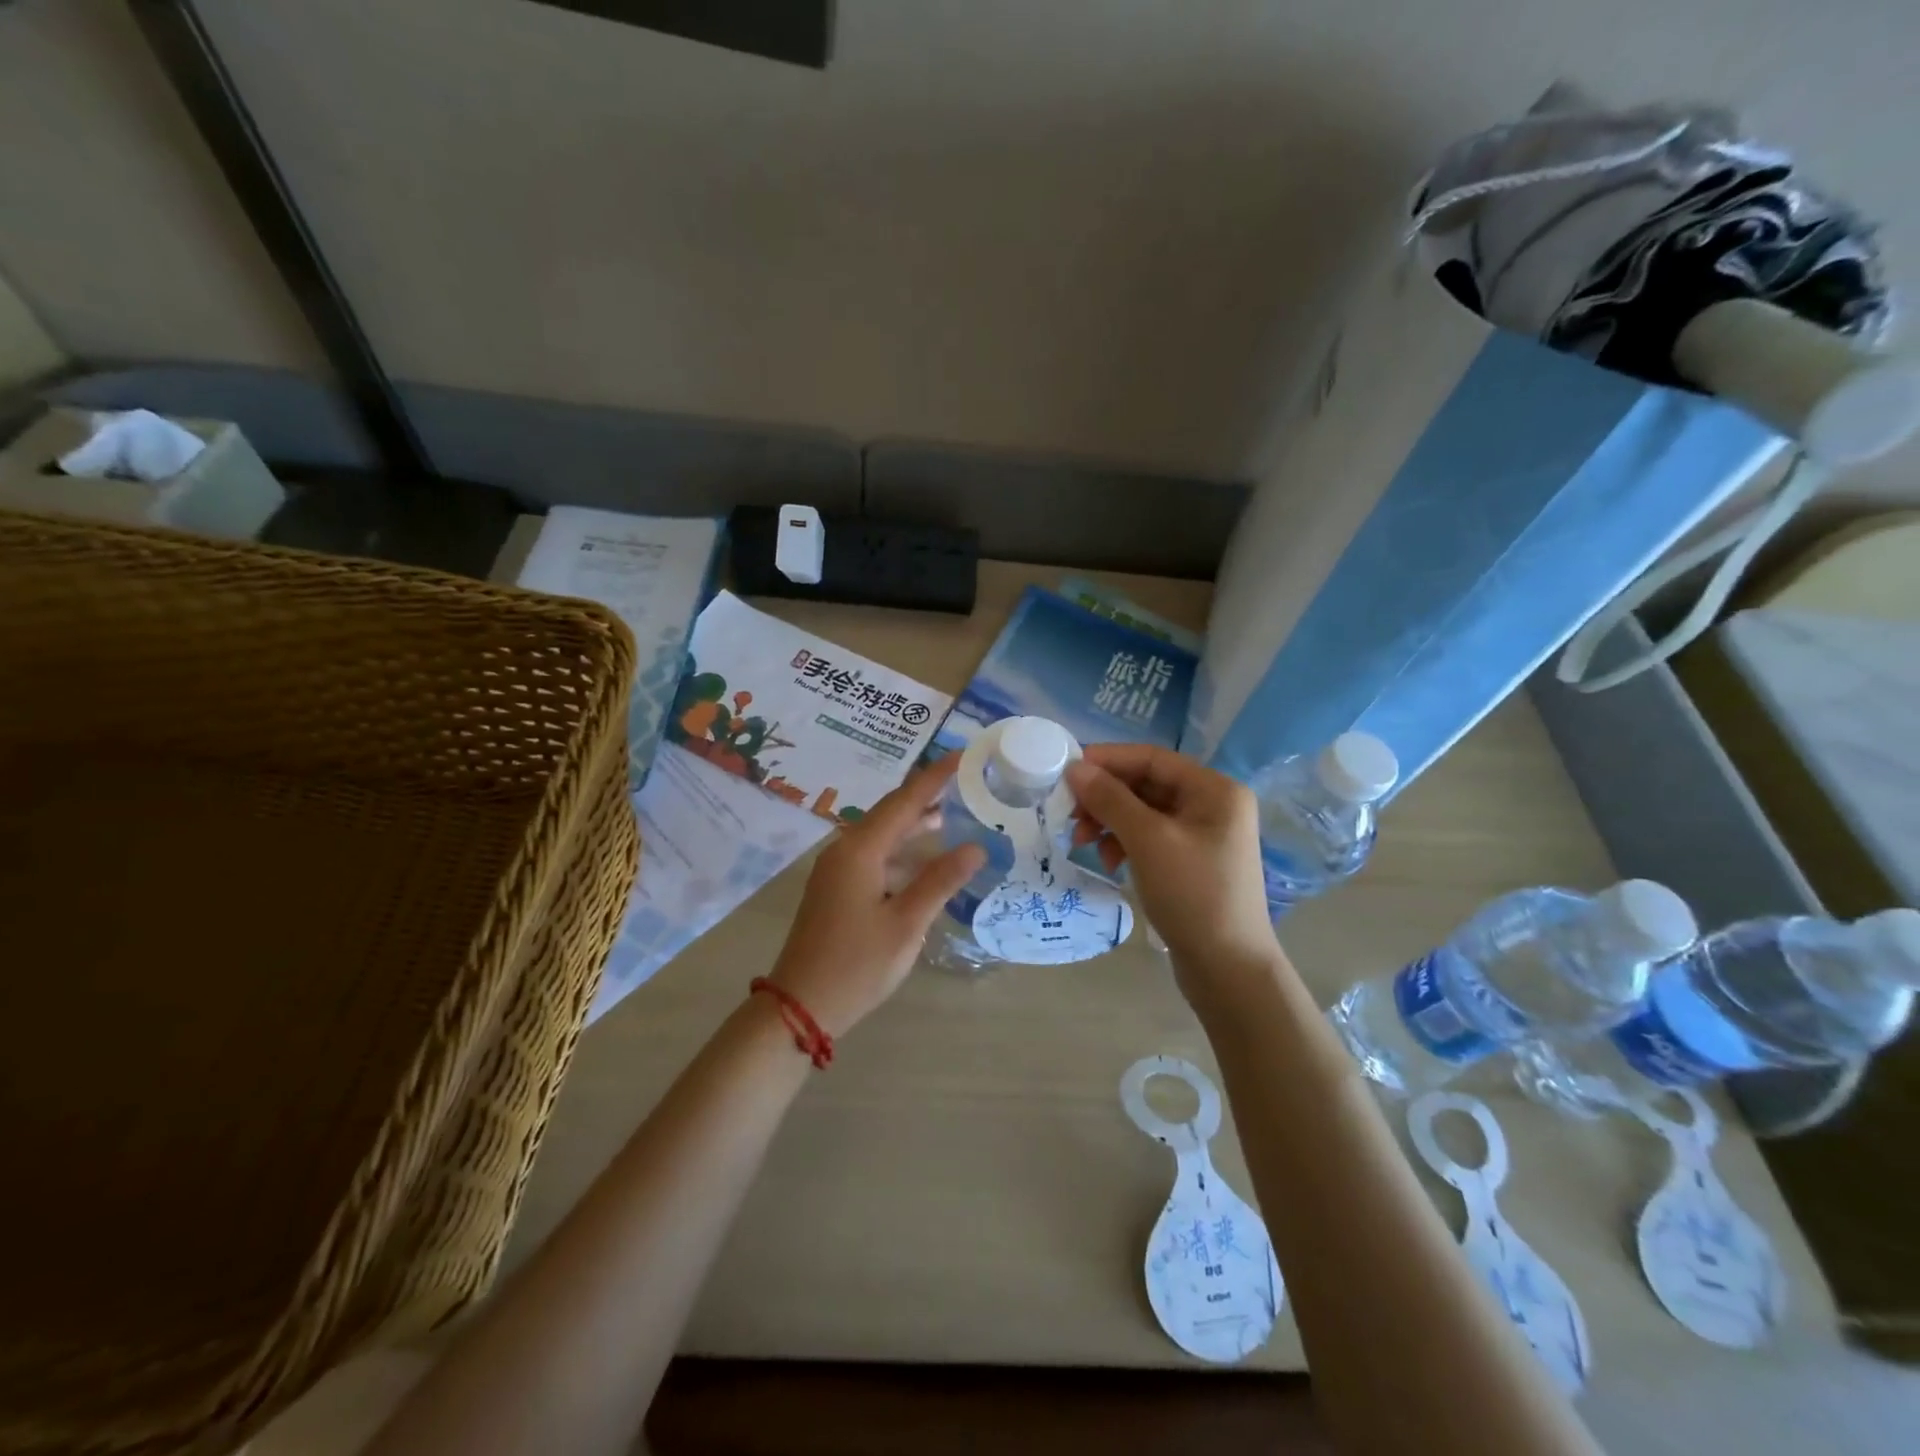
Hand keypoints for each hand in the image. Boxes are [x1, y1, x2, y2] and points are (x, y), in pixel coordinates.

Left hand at [768, 755, 986, 1036]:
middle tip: (962, 781)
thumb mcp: (906, 923)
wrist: (799, 1006)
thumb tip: (975, 846)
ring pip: (881, 834)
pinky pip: (873, 854)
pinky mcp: (836, 888)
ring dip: (914, 824)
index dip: (935, 777)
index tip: (962, 754)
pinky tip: (922, 860)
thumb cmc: (857, 964)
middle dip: (926, 795)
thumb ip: (940, 880)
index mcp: (860, 850)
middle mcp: (845, 849)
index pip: (905, 801)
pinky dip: (901, 850)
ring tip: (951, 813)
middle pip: (890, 812)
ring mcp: (836, 869)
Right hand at [1066, 745, 1283, 1006]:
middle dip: (1105, 797)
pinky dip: (1124, 842)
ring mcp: (1204, 835)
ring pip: (1144, 812)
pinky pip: (1150, 837)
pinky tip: (1107, 860)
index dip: (1107, 760)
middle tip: (1068, 814)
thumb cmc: (1192, 895)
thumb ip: (1110, 799)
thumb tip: (1075, 768)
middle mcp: (1213, 805)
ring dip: (1110, 821)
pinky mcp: (1191, 861)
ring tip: (1082, 842)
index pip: (1152, 758)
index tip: (1066, 771)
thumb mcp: (1147, 841)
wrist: (1228, 969)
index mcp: (1214, 790)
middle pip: (1147, 785)